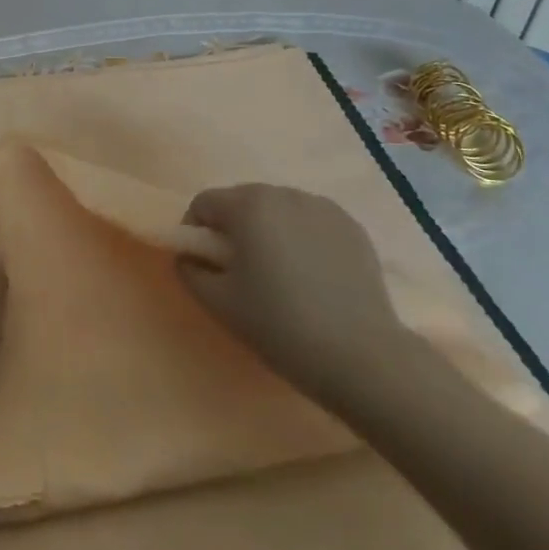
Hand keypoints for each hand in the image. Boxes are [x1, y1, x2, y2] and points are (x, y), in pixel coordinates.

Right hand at [177, 184, 410, 403]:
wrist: (360, 355)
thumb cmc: (279, 325)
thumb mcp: (218, 303)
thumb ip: (189, 270)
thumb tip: (188, 256)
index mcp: (248, 205)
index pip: (203, 203)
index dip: (195, 232)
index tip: (204, 265)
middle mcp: (285, 194)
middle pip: (242, 201)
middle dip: (233, 229)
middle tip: (239, 272)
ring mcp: (323, 207)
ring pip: (278, 210)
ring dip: (268, 231)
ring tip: (279, 274)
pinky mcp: (352, 226)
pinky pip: (310, 222)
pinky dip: (301, 238)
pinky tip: (311, 275)